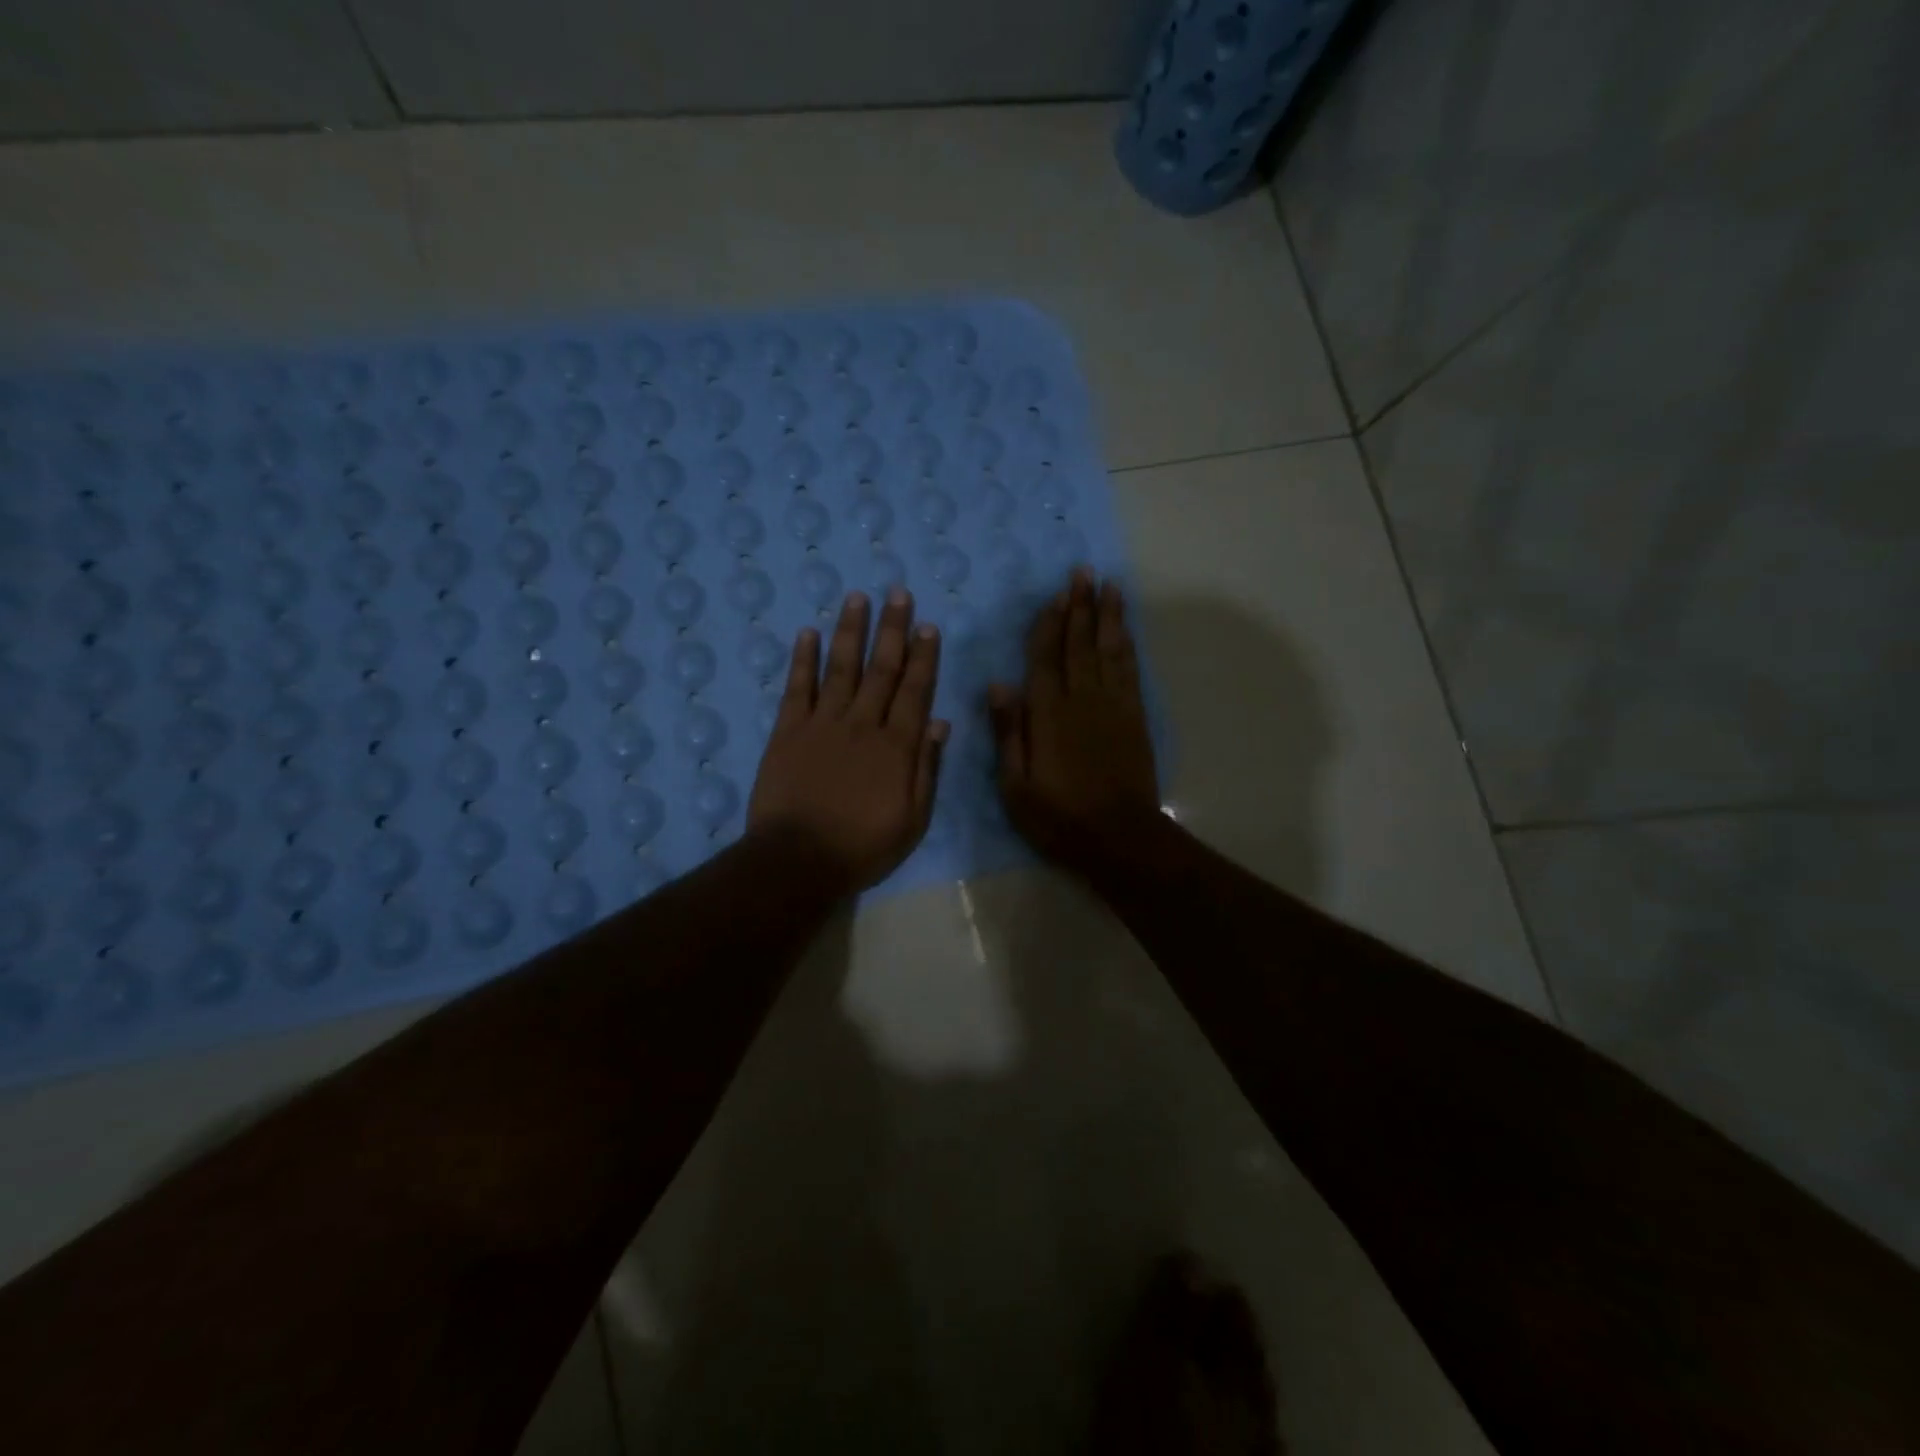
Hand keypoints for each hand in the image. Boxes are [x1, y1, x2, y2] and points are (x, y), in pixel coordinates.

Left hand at [748, 588, 947, 892]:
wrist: (798, 860)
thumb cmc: (863, 846)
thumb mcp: (912, 819)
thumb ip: (926, 769)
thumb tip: (940, 724)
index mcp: (896, 746)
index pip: (914, 691)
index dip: (922, 656)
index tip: (927, 625)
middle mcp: (862, 724)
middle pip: (880, 669)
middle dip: (892, 629)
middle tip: (897, 592)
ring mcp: (822, 723)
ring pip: (840, 668)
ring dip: (850, 631)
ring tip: (857, 597)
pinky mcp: (787, 731)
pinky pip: (797, 688)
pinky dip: (803, 659)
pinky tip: (808, 632)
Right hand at [989, 567, 1161, 874]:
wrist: (1120, 838)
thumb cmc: (1059, 817)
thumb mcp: (1016, 786)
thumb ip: (1009, 733)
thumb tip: (998, 684)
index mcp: (1048, 714)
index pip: (1045, 658)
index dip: (1050, 624)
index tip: (1056, 594)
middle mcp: (1082, 699)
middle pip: (1079, 644)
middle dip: (1081, 606)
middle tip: (1084, 572)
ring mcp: (1113, 706)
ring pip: (1108, 650)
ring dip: (1107, 616)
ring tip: (1109, 586)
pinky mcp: (1135, 717)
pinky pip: (1129, 671)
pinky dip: (1127, 645)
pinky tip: (1124, 630)